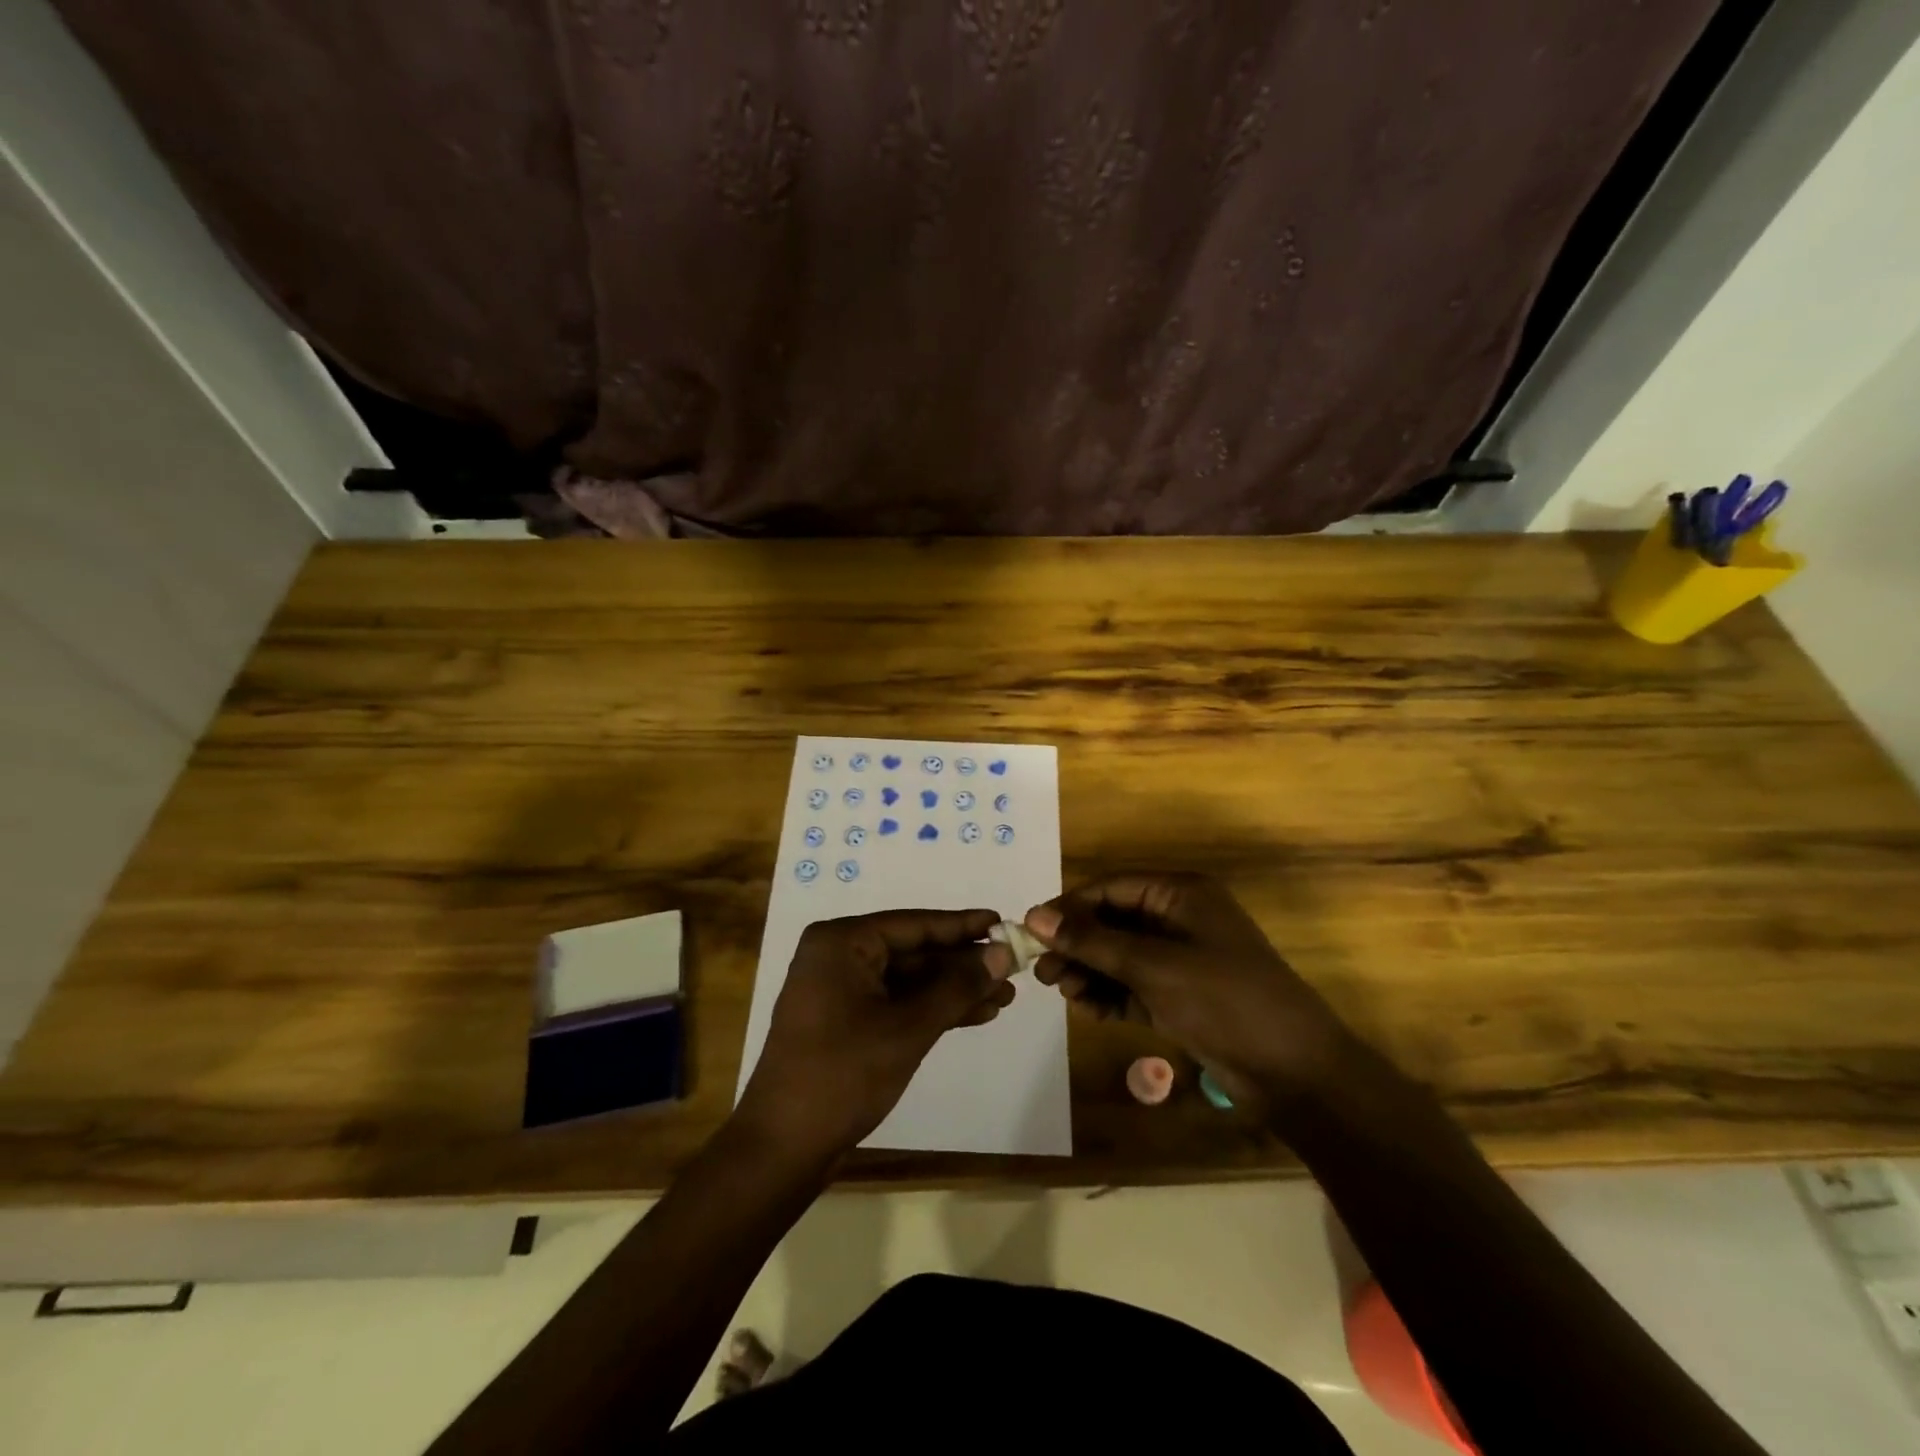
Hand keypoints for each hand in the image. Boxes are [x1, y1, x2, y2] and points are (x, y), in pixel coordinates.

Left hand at [736, 909, 1016, 1156]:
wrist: (784, 1147)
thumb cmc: (843, 1074)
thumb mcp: (908, 1028)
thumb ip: (957, 988)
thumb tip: (1003, 955)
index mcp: (842, 942)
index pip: (914, 924)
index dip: (962, 926)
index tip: (1002, 922)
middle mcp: (839, 956)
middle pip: (913, 951)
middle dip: (963, 964)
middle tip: (1014, 967)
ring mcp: (841, 990)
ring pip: (910, 980)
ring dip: (954, 990)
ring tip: (1006, 996)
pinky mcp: (847, 1021)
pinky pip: (898, 1003)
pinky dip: (933, 1010)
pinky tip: (976, 1015)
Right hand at [1024, 874, 1353, 1102]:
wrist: (1294, 1072)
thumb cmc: (1224, 1000)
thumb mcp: (1152, 966)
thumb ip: (1092, 941)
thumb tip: (1034, 916)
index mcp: (1180, 894)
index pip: (1111, 888)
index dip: (1069, 907)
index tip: (1031, 932)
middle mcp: (1179, 919)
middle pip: (1112, 922)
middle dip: (1077, 945)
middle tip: (1042, 971)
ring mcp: (1181, 959)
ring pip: (1120, 956)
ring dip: (1090, 971)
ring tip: (1063, 992)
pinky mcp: (1181, 995)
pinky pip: (1134, 985)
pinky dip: (1110, 994)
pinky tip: (1088, 1009)